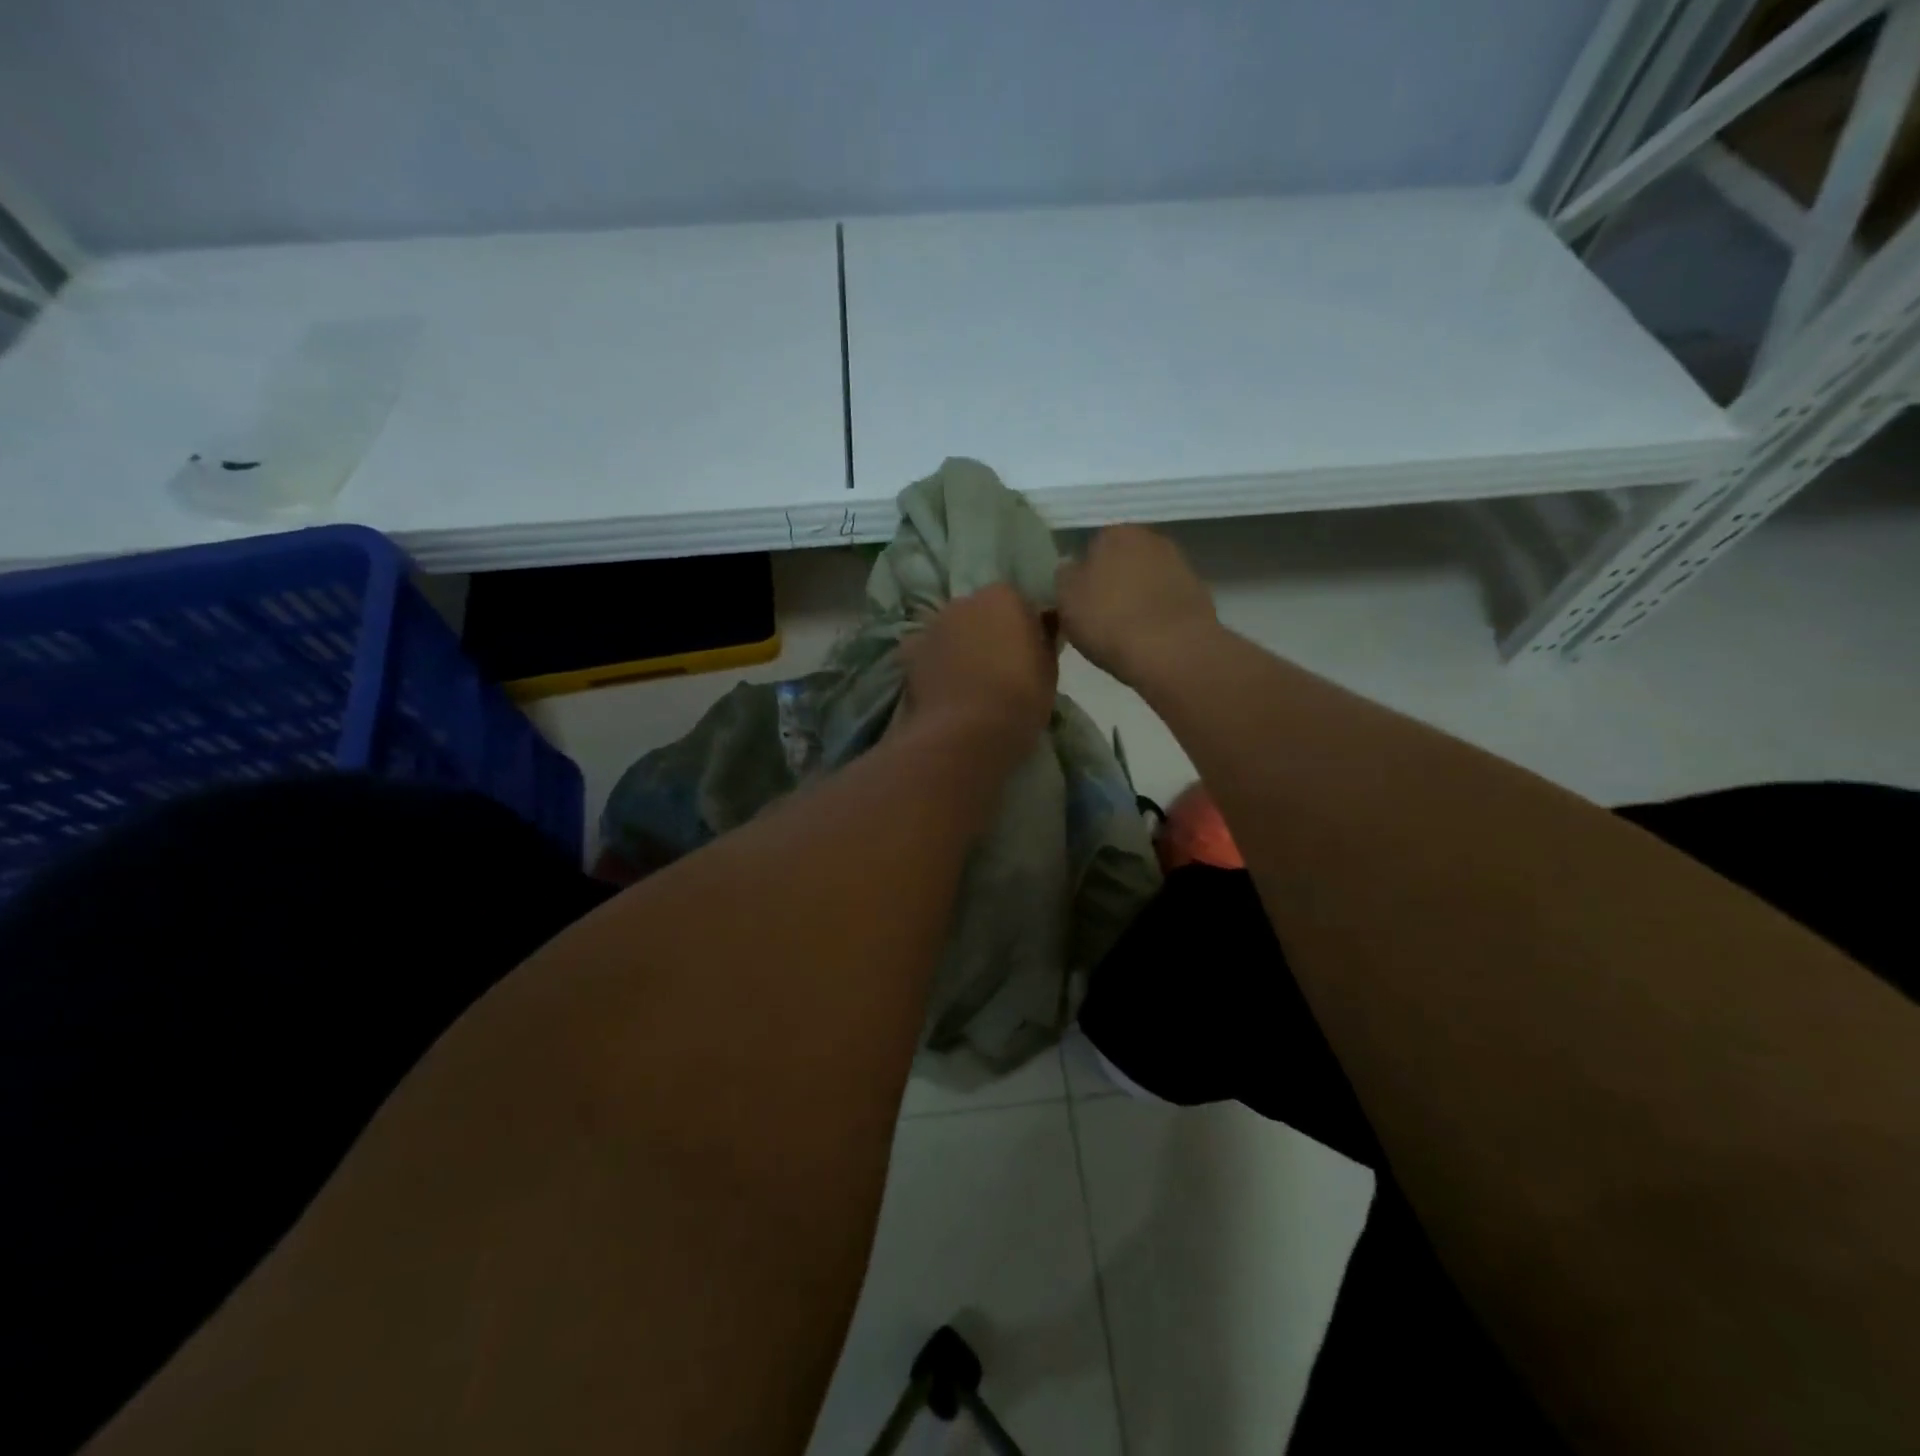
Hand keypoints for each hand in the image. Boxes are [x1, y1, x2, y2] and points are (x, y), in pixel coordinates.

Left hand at [899, 584, 1056, 764]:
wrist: (968, 733)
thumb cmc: (1020, 698)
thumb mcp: (1049, 668)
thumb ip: (1044, 639)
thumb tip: (1042, 626)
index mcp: (1003, 596)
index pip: (1017, 602)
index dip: (1023, 627)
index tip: (1028, 652)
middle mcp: (964, 601)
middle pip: (980, 612)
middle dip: (988, 632)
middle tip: (999, 667)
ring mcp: (933, 625)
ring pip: (951, 631)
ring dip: (959, 646)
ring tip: (969, 682)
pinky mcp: (909, 653)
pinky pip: (926, 652)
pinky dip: (933, 663)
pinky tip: (943, 687)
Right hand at [1056, 526, 1216, 683]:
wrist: (1172, 651)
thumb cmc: (1109, 620)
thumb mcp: (1065, 599)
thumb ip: (1064, 576)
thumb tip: (1071, 568)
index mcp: (1114, 533)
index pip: (1091, 546)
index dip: (1083, 575)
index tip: (1079, 601)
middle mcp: (1150, 538)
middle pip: (1122, 560)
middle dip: (1112, 582)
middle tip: (1099, 616)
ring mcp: (1179, 564)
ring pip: (1146, 579)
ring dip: (1136, 597)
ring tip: (1124, 630)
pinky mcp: (1198, 593)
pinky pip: (1166, 600)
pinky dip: (1157, 613)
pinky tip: (1148, 637)